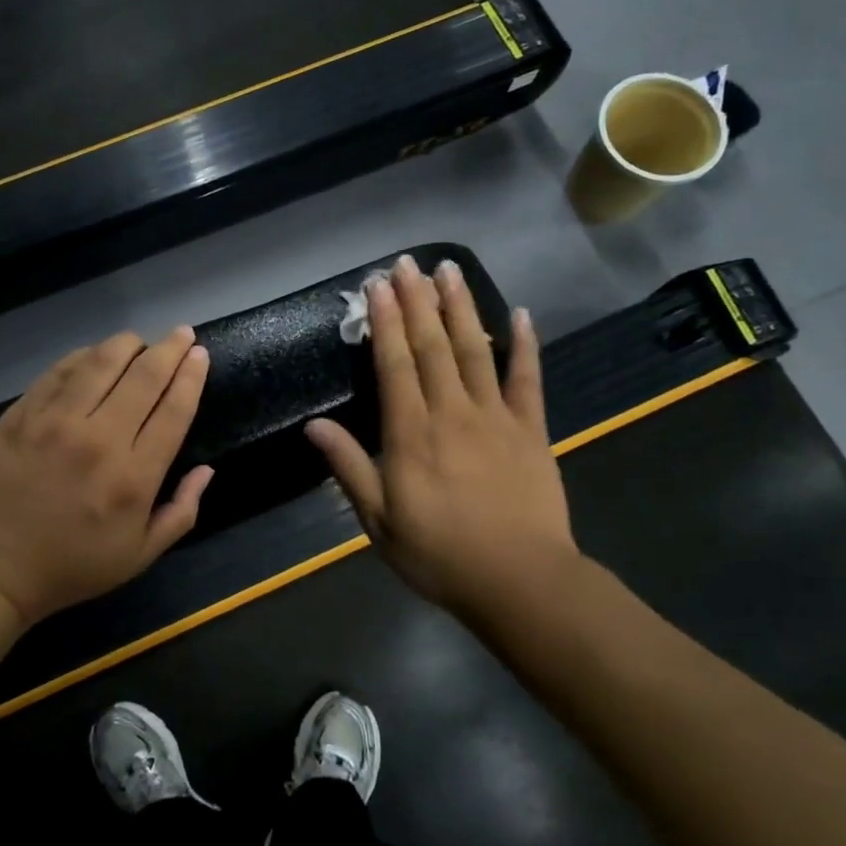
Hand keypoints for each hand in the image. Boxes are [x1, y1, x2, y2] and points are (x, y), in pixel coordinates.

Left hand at [0, 327, 214, 625]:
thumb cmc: (66, 568)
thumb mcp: (137, 557)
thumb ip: (180, 513)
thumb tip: (207, 470)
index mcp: (133, 477)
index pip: (173, 410)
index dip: (191, 377)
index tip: (199, 354)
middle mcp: (99, 438)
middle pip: (144, 377)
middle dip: (169, 349)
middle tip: (181, 332)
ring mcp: (56, 421)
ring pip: (101, 362)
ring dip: (127, 344)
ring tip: (140, 341)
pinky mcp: (22, 413)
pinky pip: (60, 370)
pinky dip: (83, 356)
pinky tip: (93, 354)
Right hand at [304, 255, 577, 616]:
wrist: (520, 581)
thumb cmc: (439, 554)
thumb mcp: (379, 520)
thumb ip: (349, 467)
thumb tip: (314, 425)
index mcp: (411, 434)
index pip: (395, 364)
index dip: (385, 322)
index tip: (377, 286)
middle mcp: (452, 413)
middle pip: (432, 346)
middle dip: (418, 301)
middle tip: (407, 264)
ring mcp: (496, 417)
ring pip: (475, 350)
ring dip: (461, 307)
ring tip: (449, 270)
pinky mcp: (531, 430)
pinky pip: (528, 379)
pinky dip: (524, 345)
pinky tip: (519, 314)